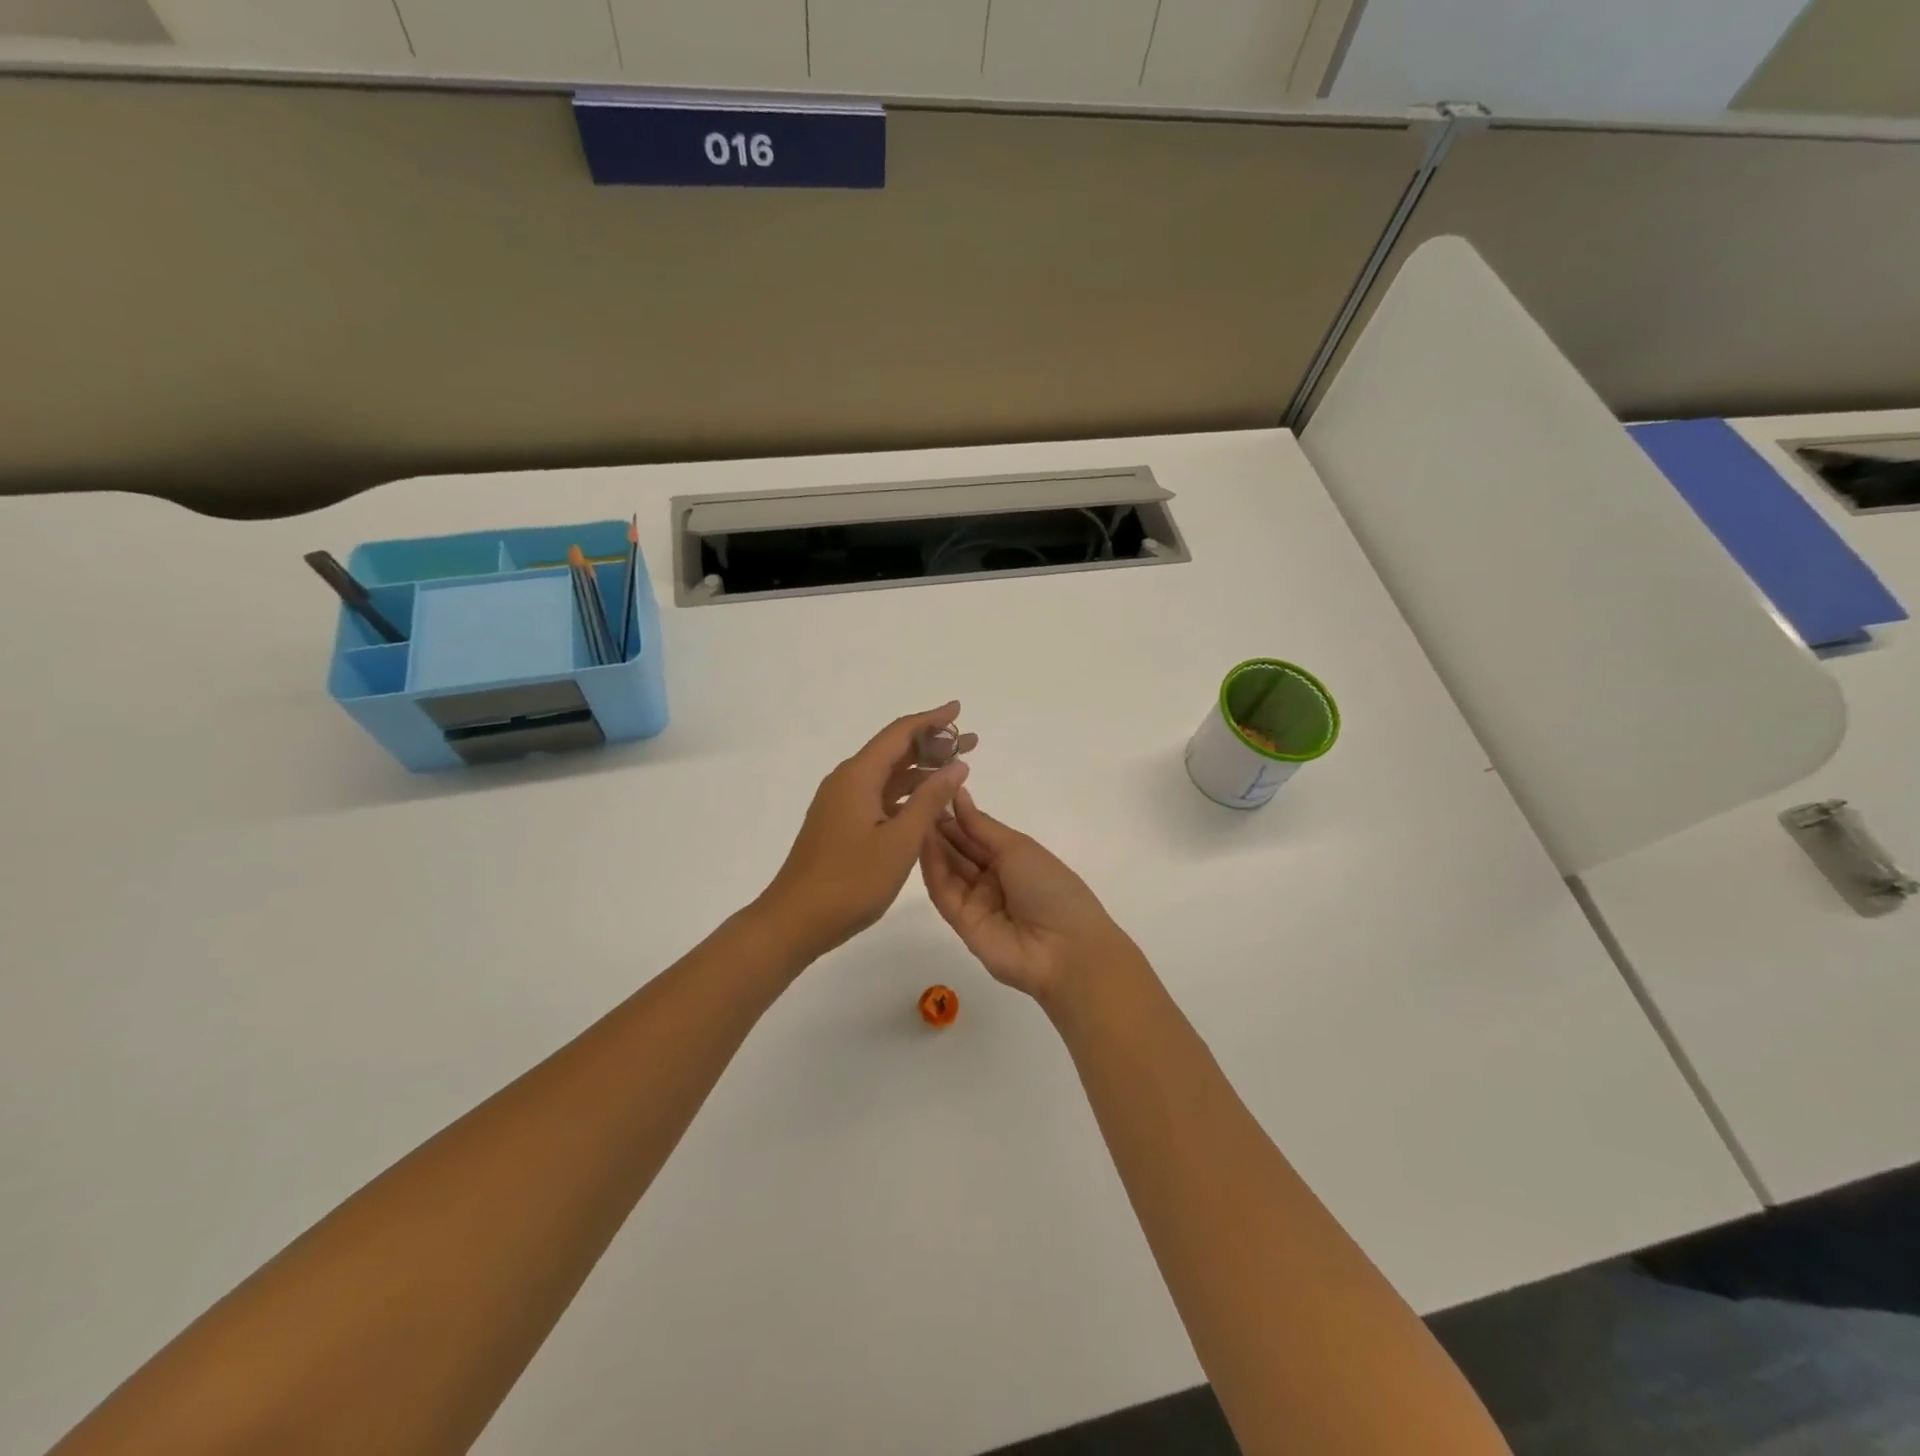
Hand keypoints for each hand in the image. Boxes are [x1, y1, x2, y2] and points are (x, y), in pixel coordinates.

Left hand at [758, 704, 975, 962]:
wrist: (795, 920)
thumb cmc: (850, 881)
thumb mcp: (900, 841)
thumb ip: (930, 800)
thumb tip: (956, 765)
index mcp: (858, 776)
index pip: (900, 734)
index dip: (932, 720)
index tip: (959, 710)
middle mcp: (847, 781)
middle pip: (894, 752)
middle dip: (932, 745)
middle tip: (971, 742)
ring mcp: (841, 804)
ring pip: (887, 777)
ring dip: (921, 772)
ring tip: (957, 772)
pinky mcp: (841, 825)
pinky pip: (879, 798)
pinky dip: (906, 796)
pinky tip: (927, 806)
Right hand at [919, 789, 1135, 1003]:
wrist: (1064, 948)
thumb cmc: (1050, 887)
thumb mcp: (1018, 847)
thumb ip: (981, 826)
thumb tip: (958, 794)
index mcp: (1012, 859)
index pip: (975, 834)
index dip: (956, 814)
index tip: (932, 790)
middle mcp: (991, 879)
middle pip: (958, 851)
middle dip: (939, 827)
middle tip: (915, 800)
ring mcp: (975, 902)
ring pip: (947, 869)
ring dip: (931, 844)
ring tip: (912, 815)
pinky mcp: (960, 923)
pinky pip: (944, 892)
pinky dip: (932, 868)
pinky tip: (920, 843)